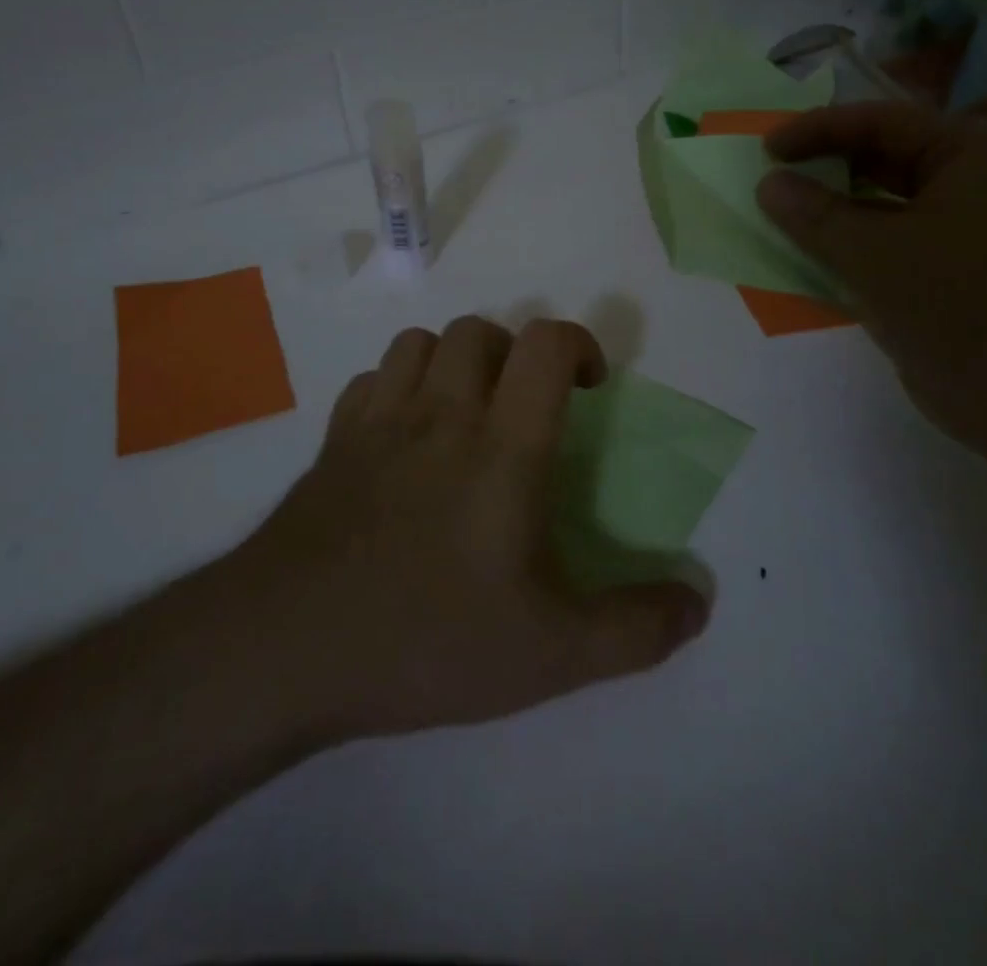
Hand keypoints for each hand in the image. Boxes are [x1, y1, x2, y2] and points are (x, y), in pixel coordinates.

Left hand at [229, 317, 708, 743]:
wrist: (287, 647)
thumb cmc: (426, 639)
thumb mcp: (551, 655)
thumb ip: (635, 630)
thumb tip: (699, 604)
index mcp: (502, 446)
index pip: (546, 344)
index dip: (578, 344)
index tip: (589, 386)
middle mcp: (442, 413)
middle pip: (481, 330)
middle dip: (515, 354)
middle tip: (525, 408)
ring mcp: (379, 420)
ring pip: (422, 342)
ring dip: (454, 361)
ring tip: (466, 412)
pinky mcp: (332, 439)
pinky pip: (371, 379)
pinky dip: (397, 388)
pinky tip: (402, 437)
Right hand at [756, 103, 986, 464]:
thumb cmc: (961, 304)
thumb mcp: (874, 253)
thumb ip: (814, 215)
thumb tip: (768, 184)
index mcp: (970, 157)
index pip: (883, 123)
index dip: (819, 130)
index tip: (767, 148)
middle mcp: (972, 186)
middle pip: (884, 161)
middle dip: (825, 169)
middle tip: (770, 179)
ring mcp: (962, 235)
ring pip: (882, 209)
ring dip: (831, 213)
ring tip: (778, 218)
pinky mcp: (947, 278)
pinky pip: (886, 249)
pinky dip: (847, 250)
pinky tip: (807, 260)